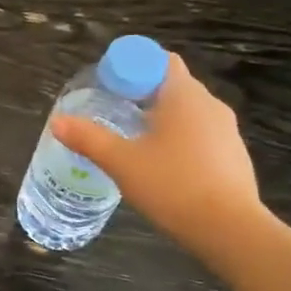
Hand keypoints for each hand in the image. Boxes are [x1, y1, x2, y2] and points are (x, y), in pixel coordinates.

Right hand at [52, 53, 267, 262]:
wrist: (229, 230)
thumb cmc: (172, 185)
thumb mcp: (121, 162)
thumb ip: (88, 138)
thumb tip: (57, 122)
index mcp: (184, 96)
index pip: (160, 60)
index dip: (133, 67)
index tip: (109, 86)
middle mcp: (210, 106)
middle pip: (173, 85)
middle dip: (142, 94)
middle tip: (111, 112)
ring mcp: (227, 131)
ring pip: (187, 112)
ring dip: (160, 119)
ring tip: (131, 141)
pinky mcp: (233, 156)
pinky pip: (200, 135)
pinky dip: (178, 140)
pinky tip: (160, 166)